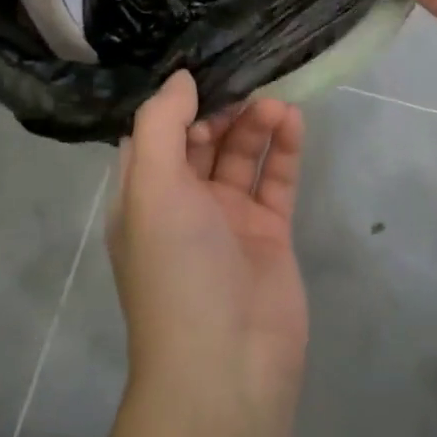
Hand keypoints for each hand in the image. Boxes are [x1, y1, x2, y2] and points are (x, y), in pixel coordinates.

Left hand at [111, 72, 308, 405]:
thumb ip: (161, 126)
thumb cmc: (177, 269)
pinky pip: (275, 180)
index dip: (178, 105)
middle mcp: (183, 204)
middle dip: (223, 109)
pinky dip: (283, 150)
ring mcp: (228, 219)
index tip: (205, 73)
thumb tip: (180, 79)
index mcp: (144, 196)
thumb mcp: (151, 189)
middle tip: (250, 81)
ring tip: (277, 103)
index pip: (156, 136)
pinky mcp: (269, 233)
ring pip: (241, 156)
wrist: (227, 364)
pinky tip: (293, 121)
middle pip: (202, 141)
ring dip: (256, 125)